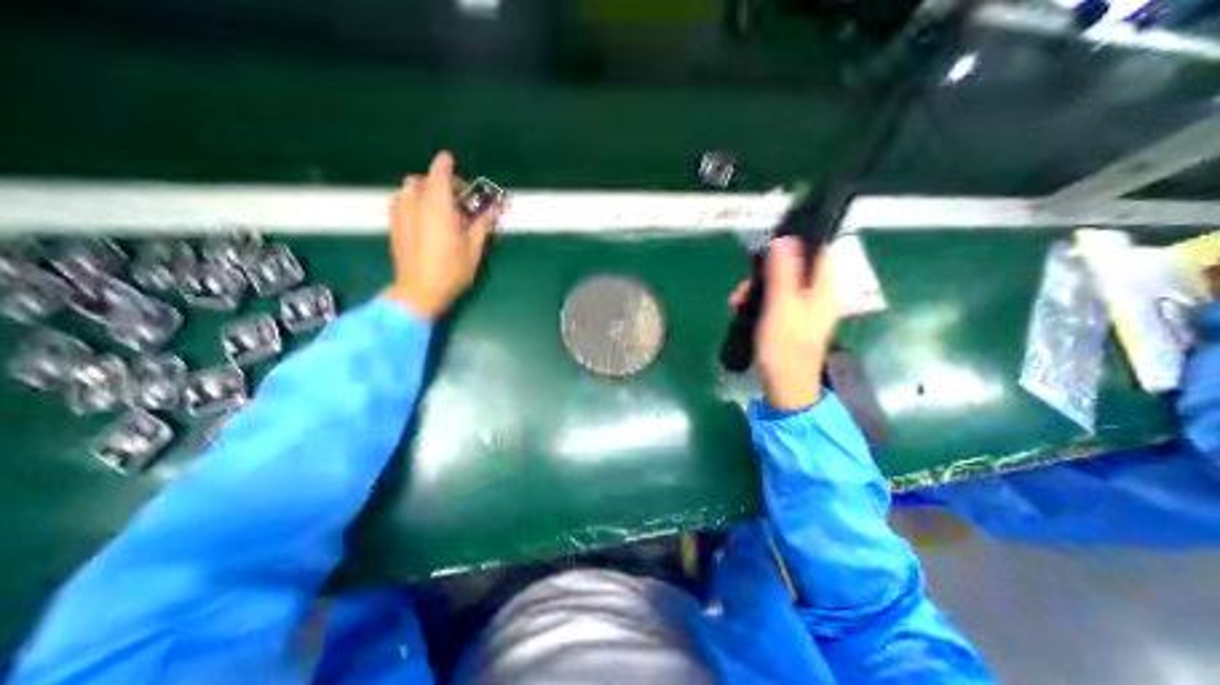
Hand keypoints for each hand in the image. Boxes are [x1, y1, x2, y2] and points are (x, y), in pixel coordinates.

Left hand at [379, 149, 497, 318]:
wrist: (419, 291)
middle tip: (455, 197)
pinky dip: (411, 200)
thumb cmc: (452, 271)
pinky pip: (400, 202)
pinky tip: (421, 217)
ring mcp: (401, 215)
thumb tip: (492, 210)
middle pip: (423, 180)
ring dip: (423, 190)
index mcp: (439, 208)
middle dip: (439, 181)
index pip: (439, 174)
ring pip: (408, 189)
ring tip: (437, 206)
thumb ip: (482, 225)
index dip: (445, 164)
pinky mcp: (394, 226)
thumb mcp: (474, 249)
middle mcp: (416, 205)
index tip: (451, 160)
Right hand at [727, 238, 833, 411]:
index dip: (800, 245)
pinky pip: (776, 303)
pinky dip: (759, 303)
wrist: (786, 386)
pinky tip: (742, 311)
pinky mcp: (790, 324)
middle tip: (743, 288)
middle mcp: (816, 298)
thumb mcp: (781, 307)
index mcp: (822, 291)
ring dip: (758, 290)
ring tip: (736, 303)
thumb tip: (786, 240)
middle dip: (766, 274)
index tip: (772, 247)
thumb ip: (784, 273)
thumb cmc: (785, 347)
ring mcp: (803, 312)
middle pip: (795, 271)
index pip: (820, 254)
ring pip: (781, 287)